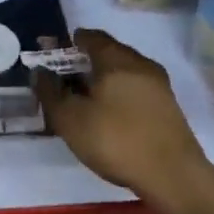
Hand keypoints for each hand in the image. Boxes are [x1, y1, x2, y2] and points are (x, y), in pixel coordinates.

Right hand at [33, 29, 213, 213]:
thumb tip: (40, 72)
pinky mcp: (168, 107)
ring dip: (102, 81)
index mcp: (116, 59)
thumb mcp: (70, 119)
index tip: (52, 56)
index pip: (90, 37)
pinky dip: (118, 94)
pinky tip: (108, 116)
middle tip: (64, 81)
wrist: (173, 176)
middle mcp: (141, 64)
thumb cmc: (116, 140)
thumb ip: (50, 92)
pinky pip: (135, 90)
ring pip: (123, 73)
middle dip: (84, 63)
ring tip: (83, 101)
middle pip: (108, 53)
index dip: (68, 44)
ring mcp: (158, 85)